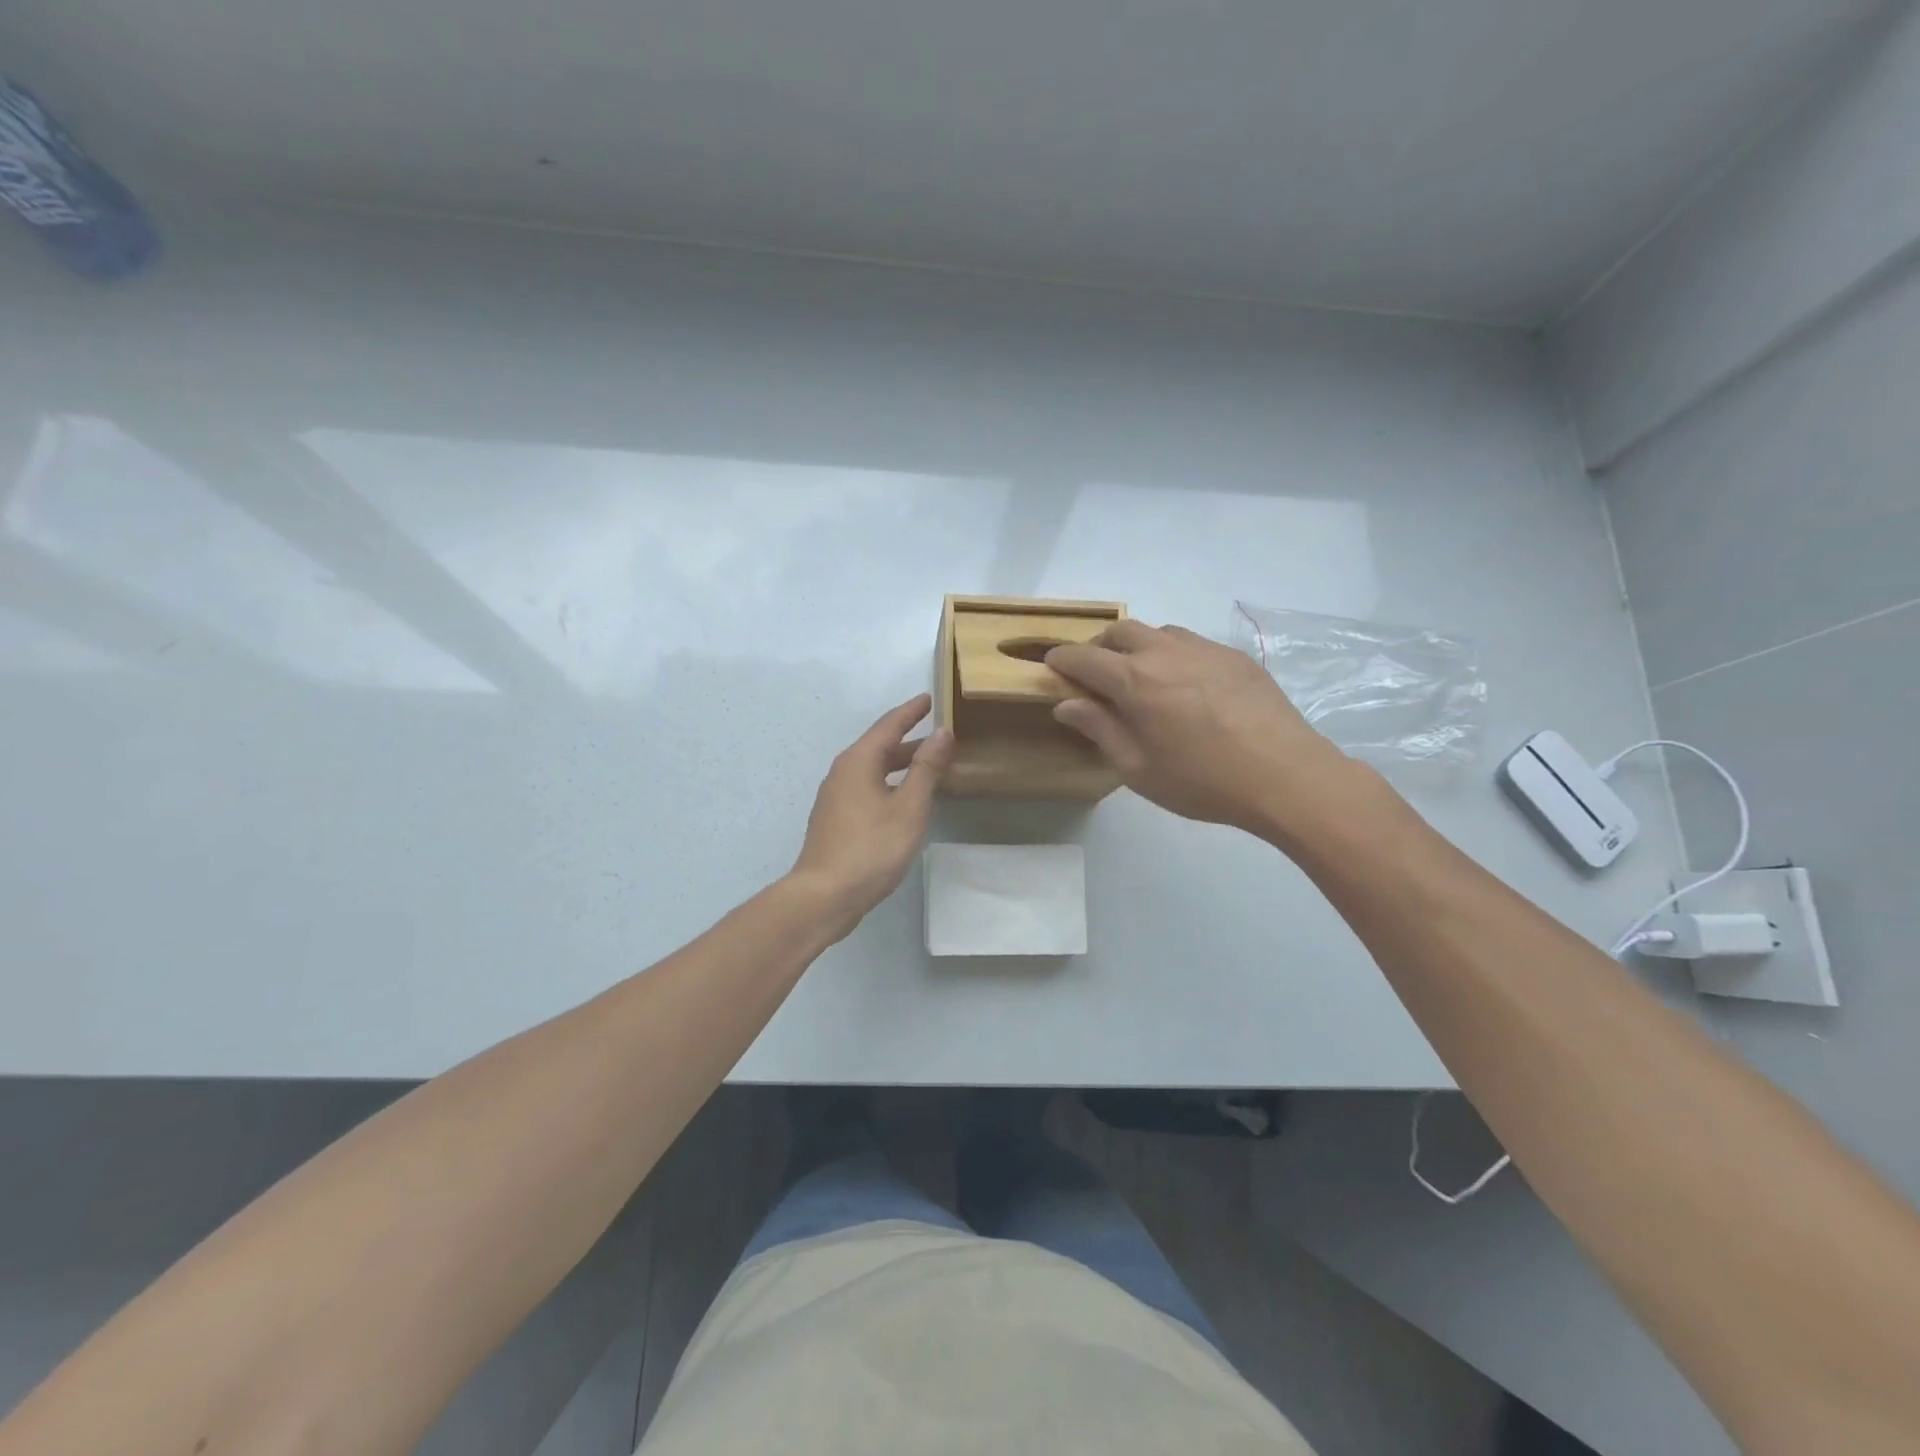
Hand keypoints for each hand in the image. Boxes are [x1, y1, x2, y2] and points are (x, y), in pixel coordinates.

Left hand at [790, 694, 953, 936]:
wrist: (824, 895)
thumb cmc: (871, 848)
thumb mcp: (909, 807)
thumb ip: (926, 768)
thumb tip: (941, 733)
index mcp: (859, 760)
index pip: (889, 724)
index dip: (912, 711)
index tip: (930, 698)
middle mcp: (843, 771)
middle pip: (880, 746)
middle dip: (910, 739)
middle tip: (940, 736)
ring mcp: (835, 796)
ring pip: (873, 769)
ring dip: (901, 764)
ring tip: (929, 767)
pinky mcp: (835, 818)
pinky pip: (867, 787)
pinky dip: (889, 783)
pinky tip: (904, 799)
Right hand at [1045, 621, 1356, 837]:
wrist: (1286, 776)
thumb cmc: (1202, 781)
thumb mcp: (1138, 767)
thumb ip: (1099, 729)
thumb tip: (1066, 704)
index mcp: (1134, 680)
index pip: (1084, 658)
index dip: (1062, 660)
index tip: (1052, 665)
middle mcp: (1165, 652)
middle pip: (1120, 632)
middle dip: (1098, 646)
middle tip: (1095, 673)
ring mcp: (1204, 649)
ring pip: (1158, 632)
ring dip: (1137, 646)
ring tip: (1140, 676)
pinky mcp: (1235, 656)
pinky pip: (1191, 643)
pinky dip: (1172, 654)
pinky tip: (1184, 684)